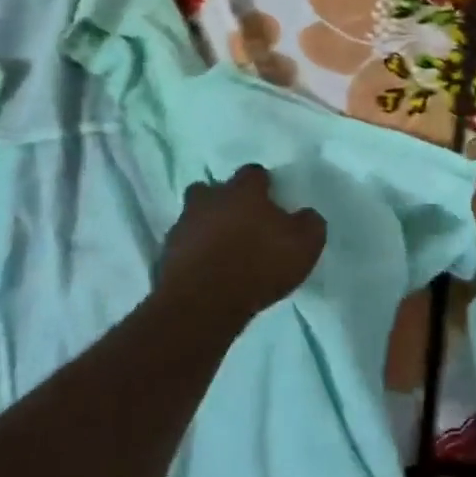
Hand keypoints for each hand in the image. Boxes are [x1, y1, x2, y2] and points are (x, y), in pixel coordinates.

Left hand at [157, 164, 325, 315]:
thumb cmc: (260, 265)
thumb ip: (309, 223)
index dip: (263, 184)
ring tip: (222, 249)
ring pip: (194, 216)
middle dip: (223, 200)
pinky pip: (183, 246)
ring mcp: (183, 226)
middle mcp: (210, 200)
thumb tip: (306, 215)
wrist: (205, 304)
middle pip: (212, 189)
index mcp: (243, 191)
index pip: (253, 172)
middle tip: (240, 220)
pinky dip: (194, 254)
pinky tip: (207, 270)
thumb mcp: (305, 244)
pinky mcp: (166, 256)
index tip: (271, 199)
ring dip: (206, 227)